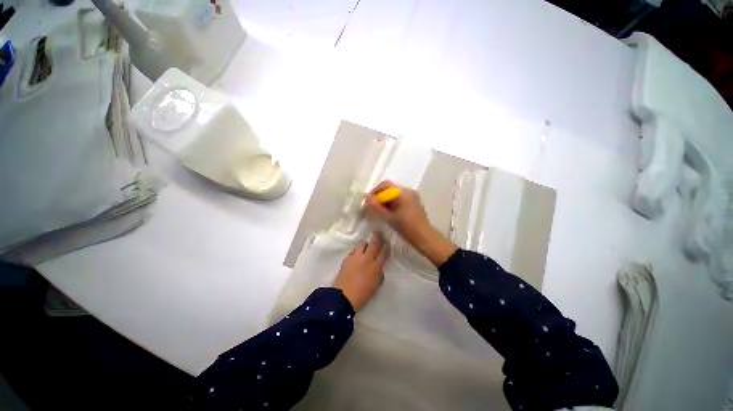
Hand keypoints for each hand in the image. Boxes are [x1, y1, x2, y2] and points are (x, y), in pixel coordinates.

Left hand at [332, 235, 388, 311]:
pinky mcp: (347, 258)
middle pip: (374, 243)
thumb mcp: (376, 284)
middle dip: (377, 237)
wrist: (344, 297)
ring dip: (365, 243)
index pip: (383, 252)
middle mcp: (367, 258)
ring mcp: (356, 257)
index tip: (386, 243)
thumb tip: (378, 266)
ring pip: (362, 243)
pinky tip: (356, 255)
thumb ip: (379, 272)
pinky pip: (353, 250)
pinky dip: (356, 251)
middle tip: (378, 234)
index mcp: (376, 266)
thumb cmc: (363, 294)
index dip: (386, 247)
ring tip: (365, 246)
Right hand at [365, 181, 431, 244]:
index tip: (368, 201)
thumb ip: (376, 206)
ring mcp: (413, 196)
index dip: (375, 191)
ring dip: (386, 200)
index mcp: (403, 192)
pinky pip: (400, 198)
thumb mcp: (388, 217)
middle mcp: (409, 191)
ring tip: (380, 211)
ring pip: (395, 194)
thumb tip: (366, 197)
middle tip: (373, 207)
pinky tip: (389, 212)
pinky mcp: (414, 202)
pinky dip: (393, 203)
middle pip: (390, 188)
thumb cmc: (406, 227)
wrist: (424, 237)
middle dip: (380, 196)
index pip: (386, 185)